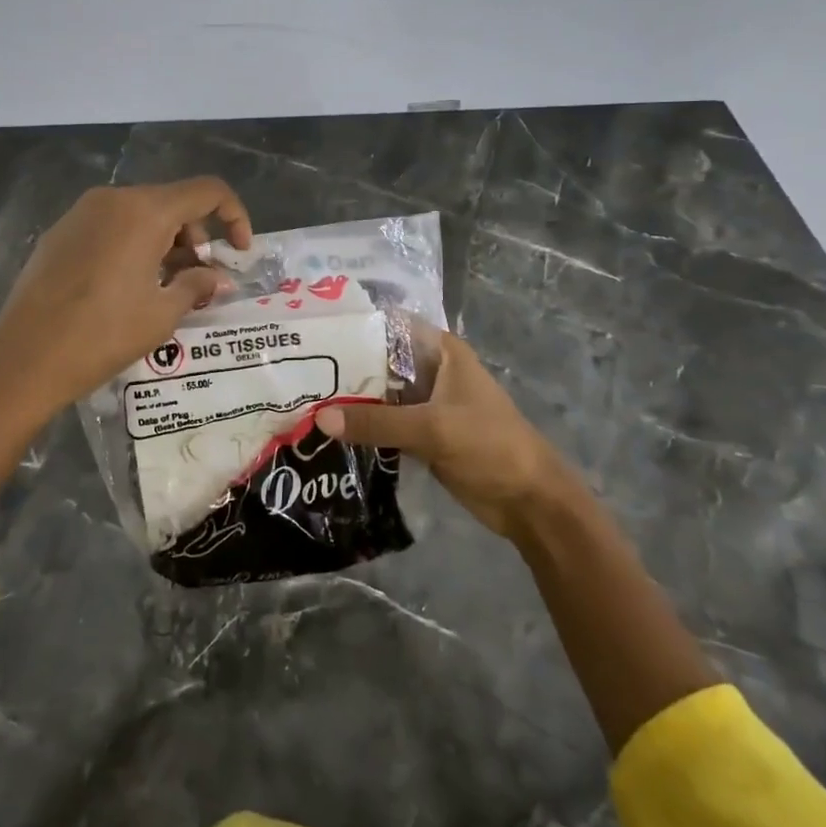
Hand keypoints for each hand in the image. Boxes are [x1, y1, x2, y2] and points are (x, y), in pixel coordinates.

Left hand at [0, 177, 252, 413]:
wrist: (23, 359)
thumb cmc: (102, 335)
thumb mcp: (161, 314)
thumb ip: (197, 285)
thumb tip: (218, 278)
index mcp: (145, 211)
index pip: (207, 191)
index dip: (235, 215)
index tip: (240, 252)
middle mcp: (114, 199)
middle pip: (172, 202)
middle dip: (197, 236)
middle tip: (200, 280)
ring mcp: (81, 213)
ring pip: (140, 214)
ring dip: (165, 242)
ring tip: (165, 288)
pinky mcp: (60, 232)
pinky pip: (111, 226)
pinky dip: (133, 245)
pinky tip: (127, 286)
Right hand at [315, 330, 574, 540]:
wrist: (529, 501)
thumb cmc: (490, 446)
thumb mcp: (432, 428)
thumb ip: (377, 422)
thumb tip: (319, 418)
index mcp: (441, 351)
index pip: (389, 325)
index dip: (354, 325)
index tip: (313, 330)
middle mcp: (431, 370)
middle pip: (379, 360)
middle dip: (343, 366)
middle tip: (296, 369)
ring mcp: (425, 403)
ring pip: (379, 393)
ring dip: (349, 399)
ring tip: (301, 397)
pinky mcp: (421, 433)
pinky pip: (383, 422)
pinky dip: (361, 425)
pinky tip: (326, 428)